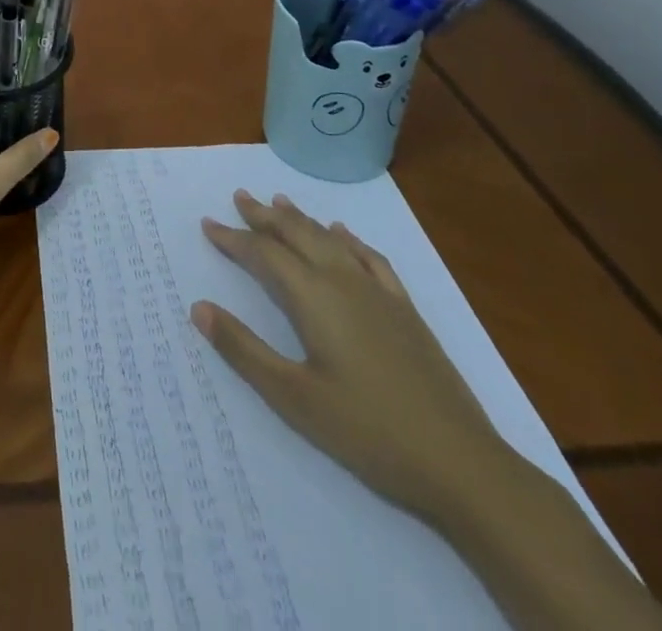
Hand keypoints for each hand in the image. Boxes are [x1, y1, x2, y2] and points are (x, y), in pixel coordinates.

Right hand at [191, 189, 516, 526]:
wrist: (462, 464)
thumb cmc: (367, 432)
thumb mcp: (293, 397)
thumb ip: (243, 349)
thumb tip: (198, 307)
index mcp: (313, 297)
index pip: (263, 254)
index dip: (234, 238)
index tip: (208, 224)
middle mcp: (343, 282)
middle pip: (297, 234)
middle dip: (265, 215)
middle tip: (240, 197)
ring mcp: (379, 294)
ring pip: (331, 240)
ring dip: (301, 220)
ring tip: (279, 201)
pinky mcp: (406, 312)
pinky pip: (371, 259)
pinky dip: (349, 240)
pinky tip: (344, 235)